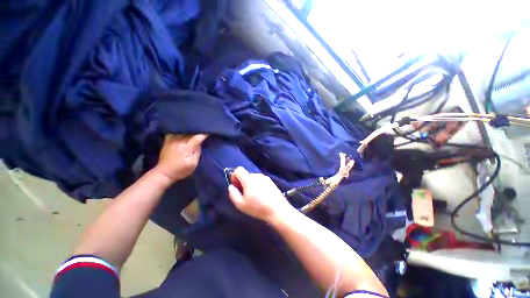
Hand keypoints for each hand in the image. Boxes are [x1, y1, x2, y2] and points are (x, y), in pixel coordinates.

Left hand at [154, 134, 207, 182]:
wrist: (164, 173)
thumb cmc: (181, 170)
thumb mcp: (193, 164)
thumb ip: (197, 152)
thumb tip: (200, 143)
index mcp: (186, 148)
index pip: (197, 138)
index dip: (203, 134)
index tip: (209, 132)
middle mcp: (179, 142)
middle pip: (190, 133)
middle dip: (198, 131)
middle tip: (203, 129)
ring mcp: (172, 141)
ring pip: (183, 131)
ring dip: (189, 130)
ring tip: (195, 129)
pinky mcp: (167, 141)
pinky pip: (174, 132)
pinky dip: (180, 130)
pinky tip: (183, 131)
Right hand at [228, 167, 295, 221]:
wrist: (277, 209)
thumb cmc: (258, 207)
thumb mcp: (241, 204)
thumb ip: (233, 194)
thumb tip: (231, 186)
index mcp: (249, 179)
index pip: (239, 169)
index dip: (234, 176)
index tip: (236, 185)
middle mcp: (257, 175)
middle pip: (246, 174)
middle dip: (242, 182)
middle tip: (244, 194)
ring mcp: (265, 177)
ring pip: (253, 178)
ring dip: (250, 184)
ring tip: (254, 196)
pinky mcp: (271, 181)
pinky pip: (260, 180)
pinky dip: (258, 185)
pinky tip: (261, 195)